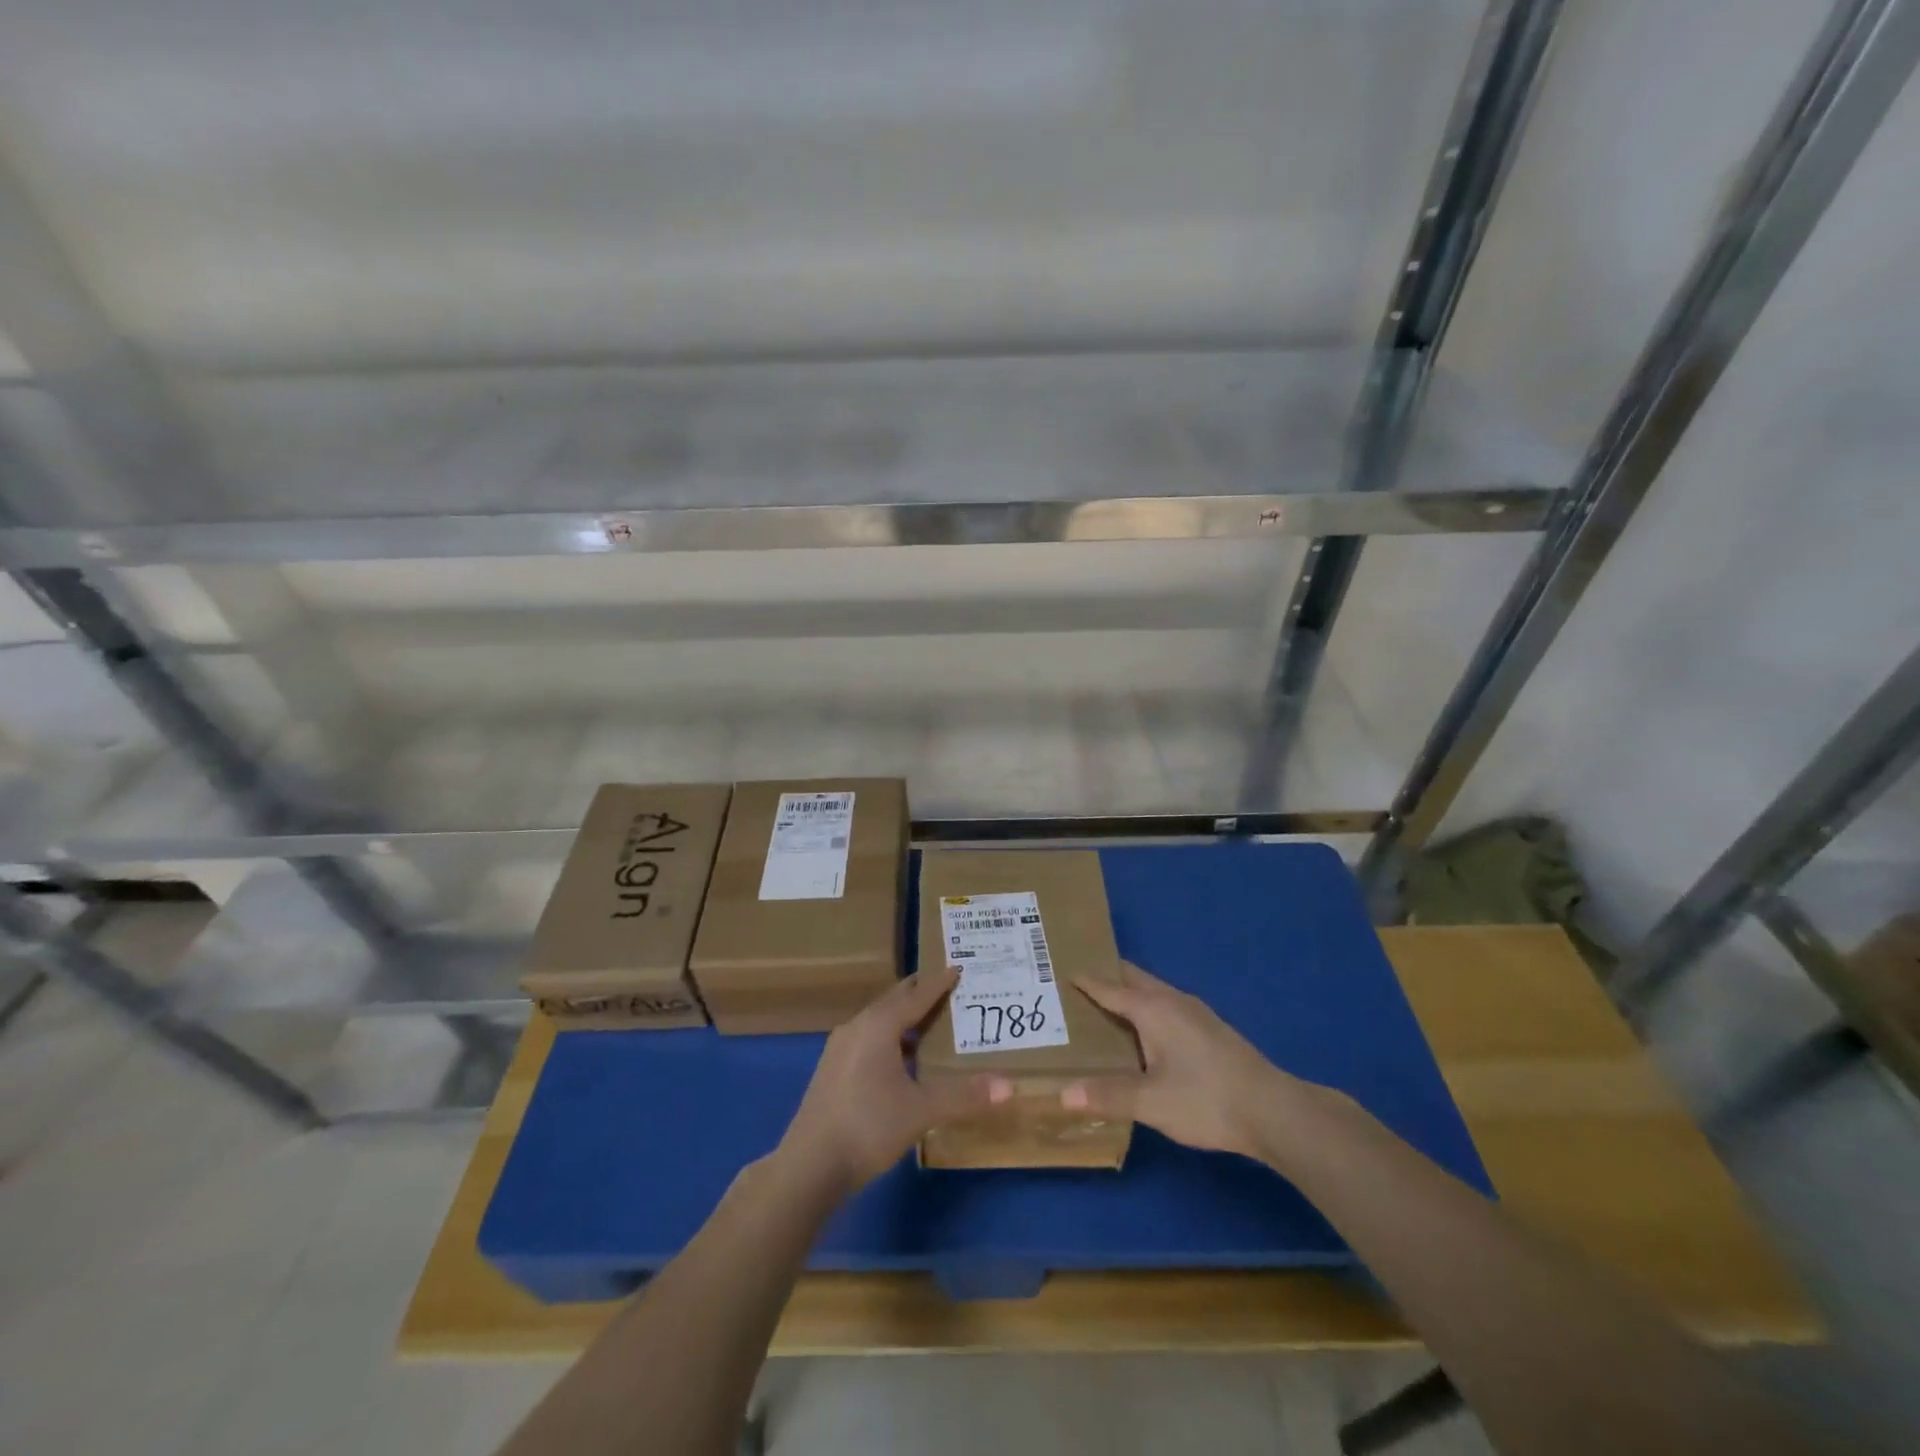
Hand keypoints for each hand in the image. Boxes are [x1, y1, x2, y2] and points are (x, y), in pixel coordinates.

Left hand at [778, 966, 1009, 1193]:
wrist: (810, 1165)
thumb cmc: (869, 1126)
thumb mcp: (921, 1111)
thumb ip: (964, 1095)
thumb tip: (1009, 1086)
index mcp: (879, 1025)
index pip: (916, 995)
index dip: (938, 983)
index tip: (957, 968)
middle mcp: (857, 1027)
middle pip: (894, 1001)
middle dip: (920, 993)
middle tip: (947, 988)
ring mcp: (840, 1049)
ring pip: (879, 1021)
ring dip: (904, 1017)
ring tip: (930, 1022)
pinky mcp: (833, 1071)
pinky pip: (869, 1039)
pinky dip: (891, 1037)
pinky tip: (902, 1059)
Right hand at [1060, 960, 1320, 1161]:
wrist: (1273, 1111)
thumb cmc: (1206, 1099)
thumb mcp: (1151, 1102)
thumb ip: (1107, 1095)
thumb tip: (1062, 1094)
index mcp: (1153, 1008)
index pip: (1109, 986)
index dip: (1084, 980)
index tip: (1058, 971)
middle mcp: (1172, 1000)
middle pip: (1132, 979)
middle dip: (1104, 977)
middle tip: (1073, 986)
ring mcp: (1195, 1013)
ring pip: (1151, 992)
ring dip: (1126, 994)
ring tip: (1100, 1009)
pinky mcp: (1209, 1030)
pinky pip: (1165, 1006)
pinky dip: (1144, 1009)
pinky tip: (1142, 1035)